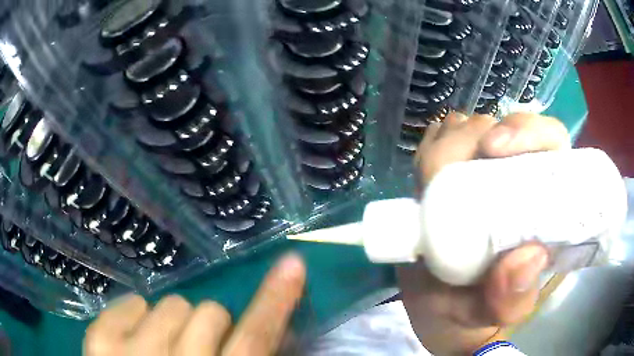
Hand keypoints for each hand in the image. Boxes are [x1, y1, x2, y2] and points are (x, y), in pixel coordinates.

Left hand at [84, 253, 305, 355]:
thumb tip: (265, 333)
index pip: (255, 339)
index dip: (276, 301)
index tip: (292, 264)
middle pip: (209, 313)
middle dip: (209, 328)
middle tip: (197, 351)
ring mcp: (129, 352)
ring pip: (171, 305)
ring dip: (175, 324)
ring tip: (163, 349)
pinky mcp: (100, 342)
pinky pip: (131, 303)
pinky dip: (138, 315)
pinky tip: (136, 338)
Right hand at [400, 112, 569, 354]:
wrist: (439, 310)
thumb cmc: (469, 312)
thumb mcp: (488, 315)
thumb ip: (509, 300)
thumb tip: (530, 256)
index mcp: (542, 204)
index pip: (549, 140)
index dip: (525, 132)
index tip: (493, 150)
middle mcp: (518, 178)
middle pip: (500, 126)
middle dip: (467, 142)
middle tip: (438, 180)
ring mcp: (484, 171)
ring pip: (467, 128)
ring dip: (445, 148)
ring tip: (428, 189)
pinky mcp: (454, 173)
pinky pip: (441, 139)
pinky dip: (430, 150)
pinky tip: (425, 181)